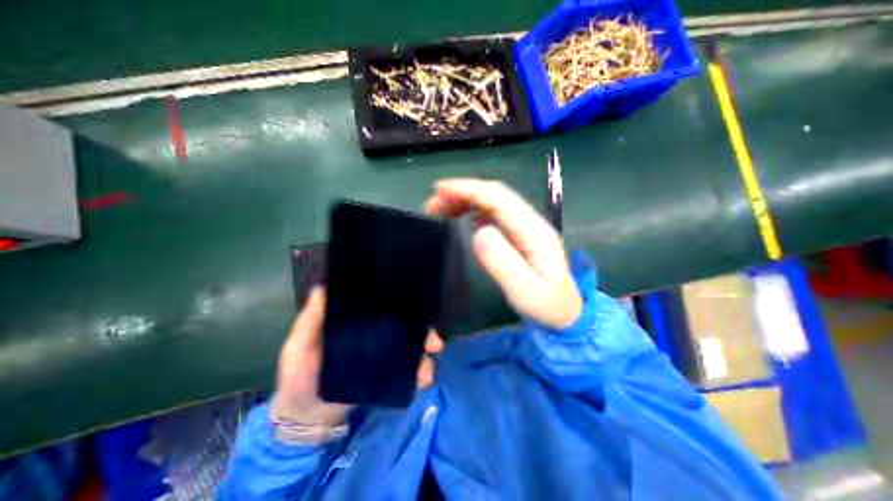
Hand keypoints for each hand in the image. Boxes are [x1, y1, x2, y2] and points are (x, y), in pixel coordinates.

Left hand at [270, 287, 439, 424]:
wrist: (305, 418)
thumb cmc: (299, 377)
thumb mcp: (298, 346)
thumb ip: (309, 321)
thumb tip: (322, 288)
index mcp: (358, 323)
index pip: (384, 308)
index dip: (401, 304)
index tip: (418, 304)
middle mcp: (375, 335)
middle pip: (404, 328)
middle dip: (423, 333)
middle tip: (435, 343)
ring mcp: (382, 356)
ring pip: (409, 350)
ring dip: (423, 357)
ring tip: (427, 371)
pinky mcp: (385, 376)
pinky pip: (406, 371)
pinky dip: (417, 374)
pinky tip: (422, 381)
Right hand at [423, 178, 583, 329]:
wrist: (564, 313)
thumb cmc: (545, 305)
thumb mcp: (525, 291)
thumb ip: (502, 263)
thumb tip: (477, 232)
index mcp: (534, 231)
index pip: (499, 199)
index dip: (469, 190)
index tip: (440, 190)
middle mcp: (530, 221)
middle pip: (495, 194)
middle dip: (462, 192)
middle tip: (432, 203)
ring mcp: (525, 226)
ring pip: (492, 201)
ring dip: (465, 199)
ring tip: (441, 209)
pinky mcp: (518, 233)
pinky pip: (494, 213)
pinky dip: (473, 209)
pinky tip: (462, 218)